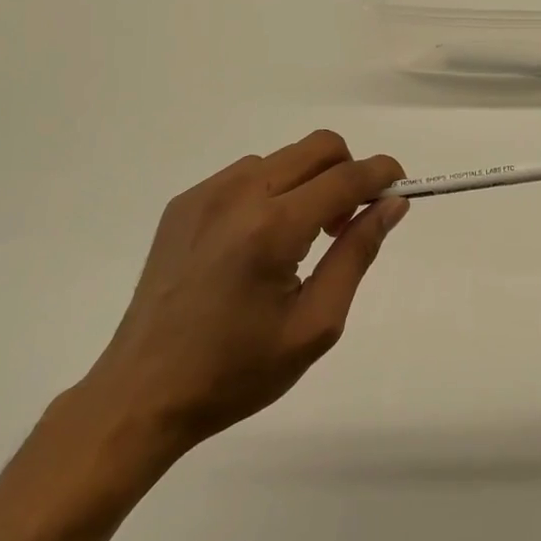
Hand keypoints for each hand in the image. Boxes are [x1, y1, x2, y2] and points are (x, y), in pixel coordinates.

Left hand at [80, 131, 405, 468]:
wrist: (141, 393)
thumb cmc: (236, 371)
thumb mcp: (314, 325)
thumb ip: (357, 254)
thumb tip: (391, 205)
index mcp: (273, 228)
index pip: (347, 177)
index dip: (382, 174)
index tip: (399, 189)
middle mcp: (238, 194)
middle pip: (318, 147)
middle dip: (348, 171)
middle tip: (346, 224)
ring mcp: (206, 193)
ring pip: (283, 158)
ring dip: (308, 182)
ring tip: (299, 240)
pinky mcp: (184, 202)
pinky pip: (245, 174)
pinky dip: (270, 191)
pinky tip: (256, 242)